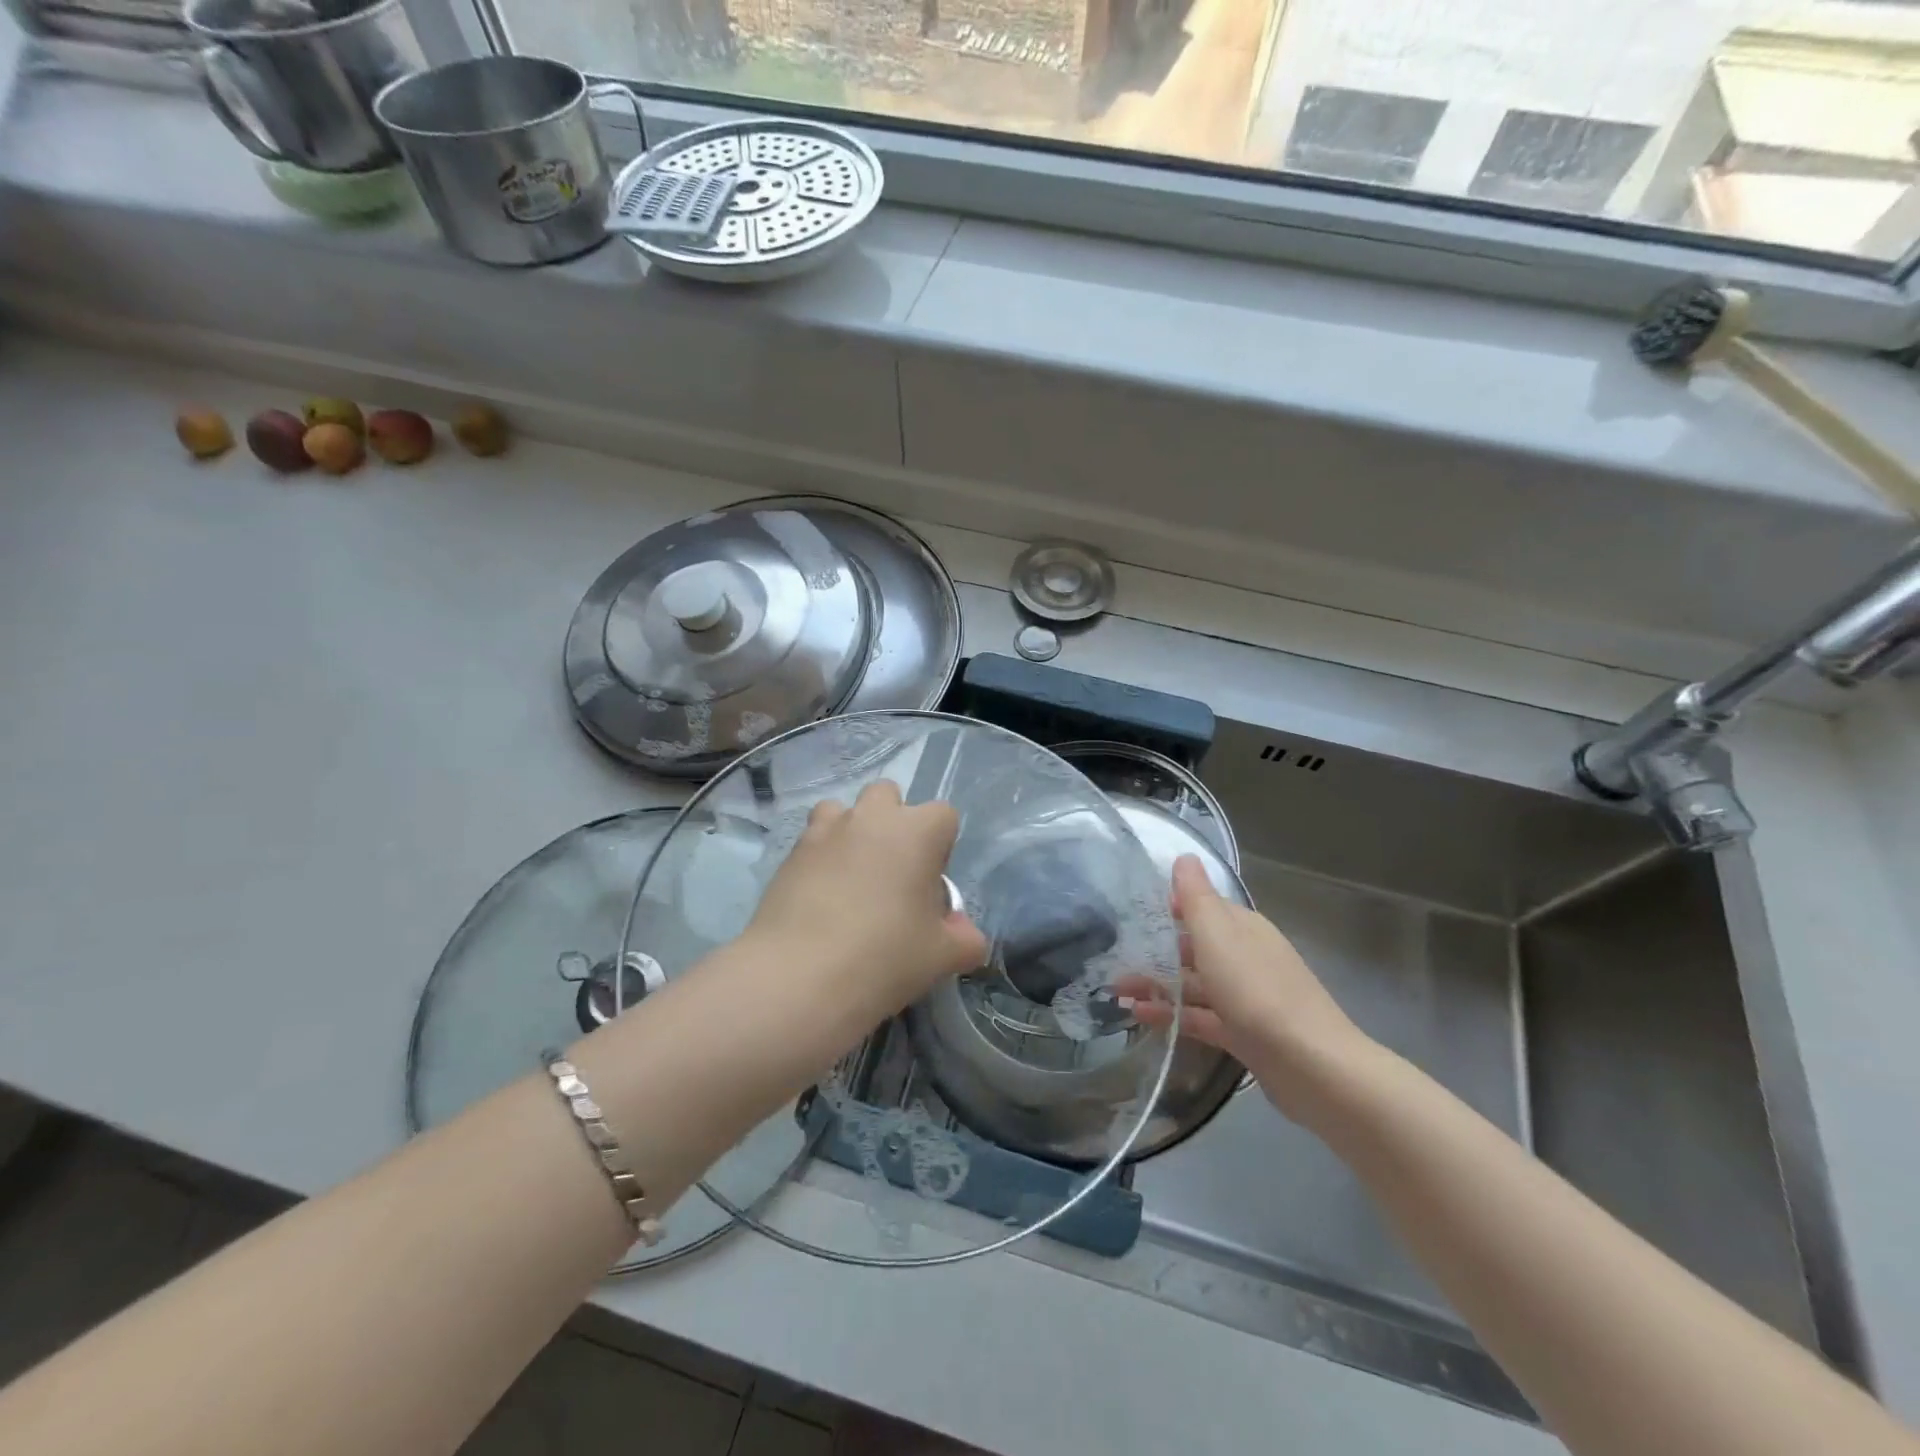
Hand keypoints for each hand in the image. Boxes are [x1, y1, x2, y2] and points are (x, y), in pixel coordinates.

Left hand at [745, 781, 986, 1013]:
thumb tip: (965, 934)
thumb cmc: (885, 957)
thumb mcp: (942, 956)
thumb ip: (964, 939)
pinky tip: (820, 897)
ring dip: (852, 832)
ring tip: (851, 878)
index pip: (944, 815)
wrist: (799, 977)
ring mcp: (825, 831)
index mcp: (916, 831)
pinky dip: (820, 857)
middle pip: (888, 795)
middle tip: (892, 874)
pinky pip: (812, 840)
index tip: (930, 885)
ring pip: (843, 809)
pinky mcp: (790, 853)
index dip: (941, 846)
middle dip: (893, 822)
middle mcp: (871, 818)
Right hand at [1122, 855, 1375, 1123]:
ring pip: (1194, 984)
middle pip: (1195, 947)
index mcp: (1243, 928)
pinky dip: (1171, 1014)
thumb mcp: (1219, 935)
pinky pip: (1199, 1016)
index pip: (1203, 907)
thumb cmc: (1257, 991)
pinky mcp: (1243, 1033)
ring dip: (1156, 984)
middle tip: (1115, 957)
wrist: (1312, 1066)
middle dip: (1156, 950)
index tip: (1132, 912)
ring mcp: (1246, 998)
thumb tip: (1184, 857)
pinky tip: (1139, 1016)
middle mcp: (1246, 957)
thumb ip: (1197, 897)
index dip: (1170, 906)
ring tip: (1116, 991)